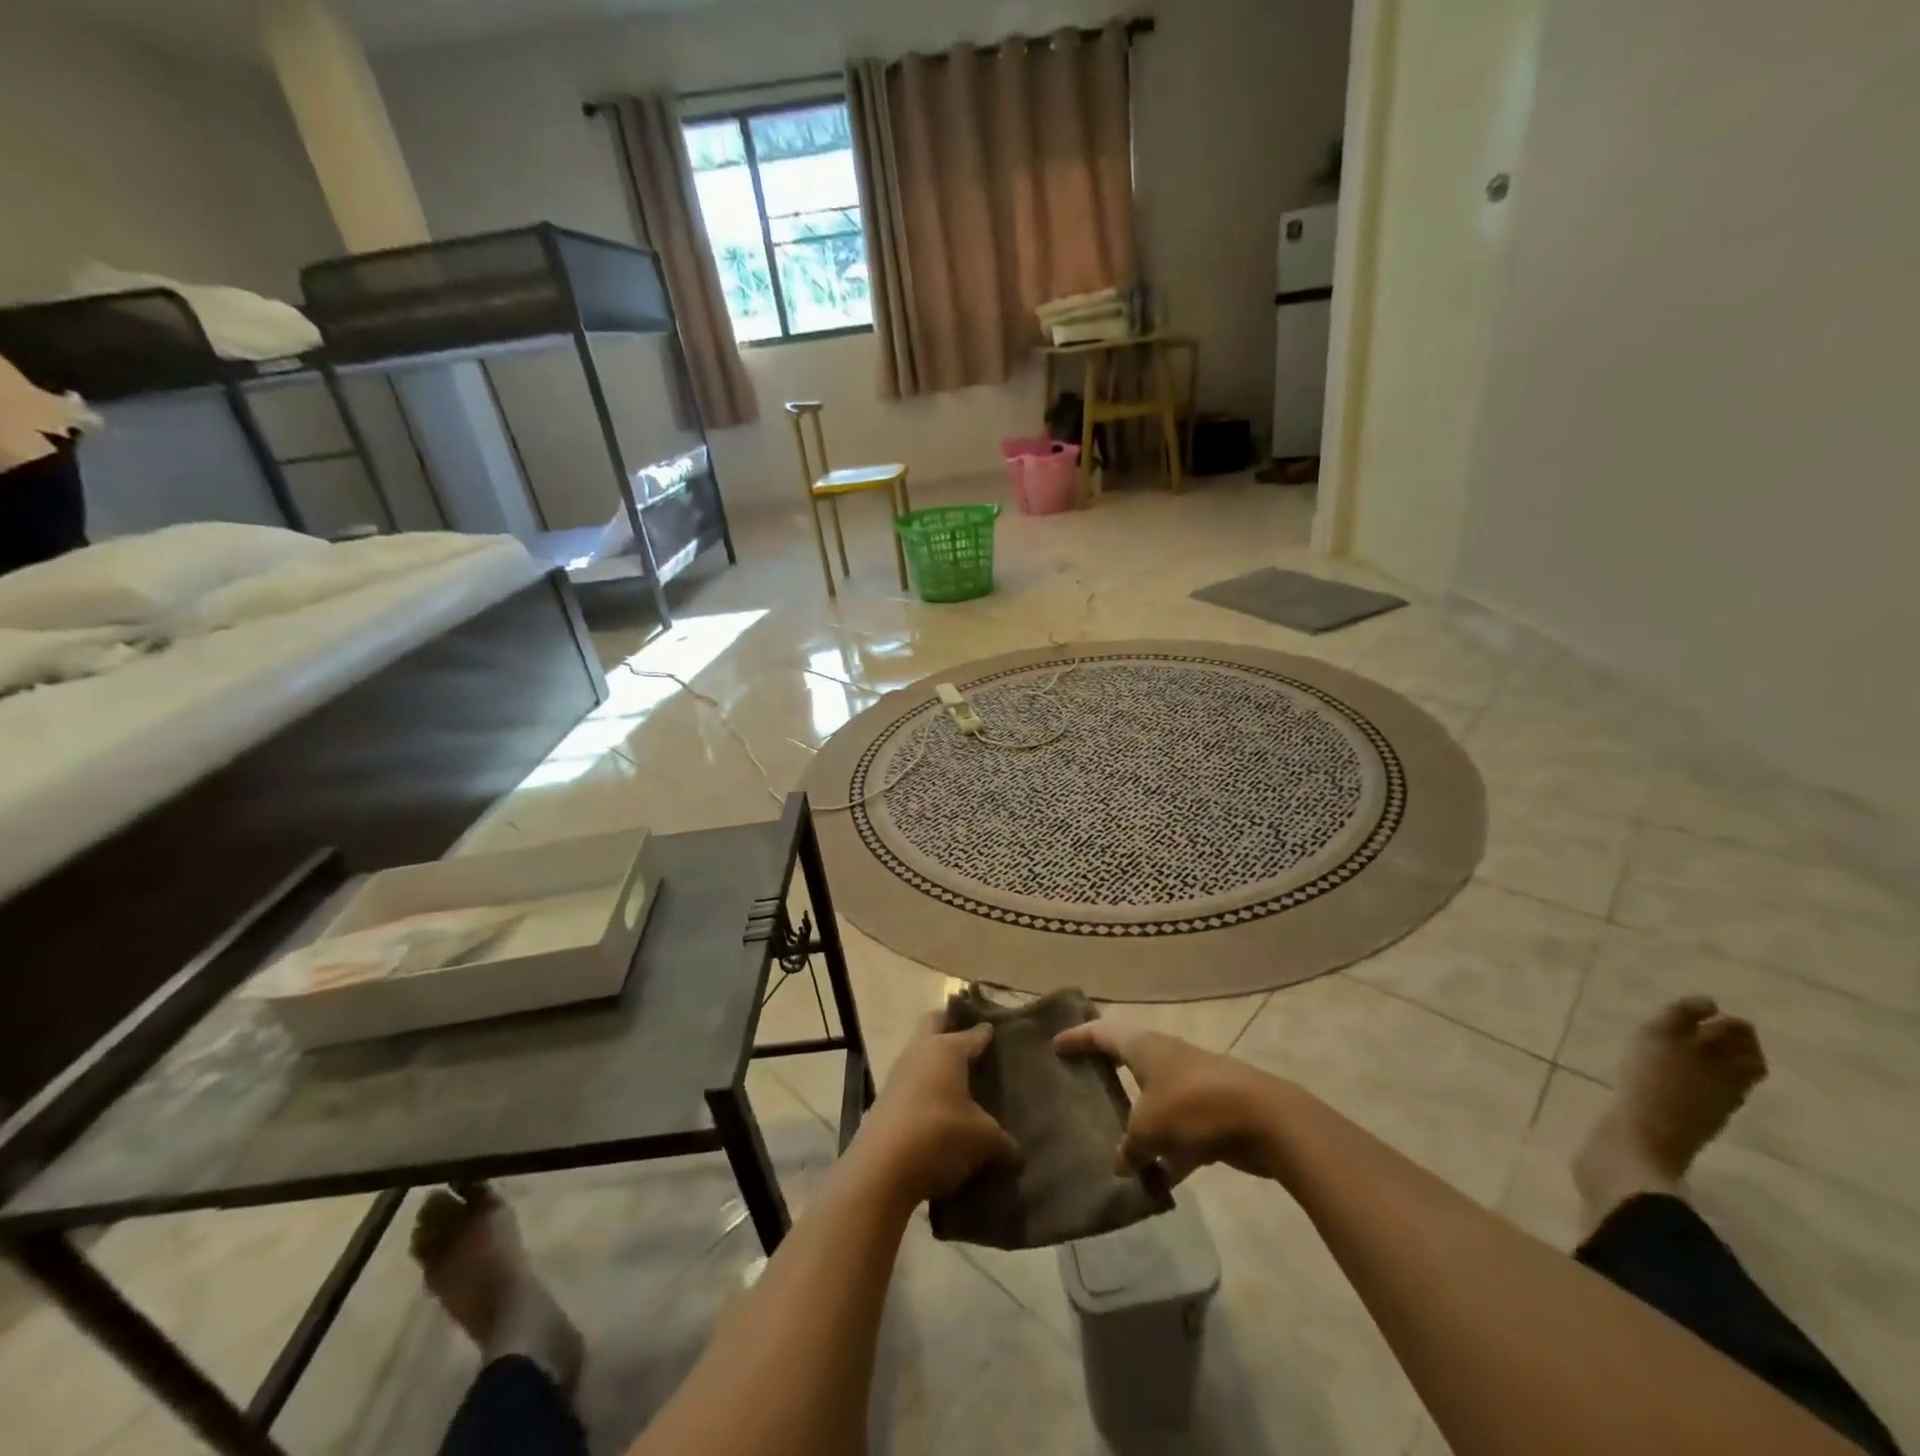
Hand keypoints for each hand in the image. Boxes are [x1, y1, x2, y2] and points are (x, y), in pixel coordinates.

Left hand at [850, 1015, 1021, 1208]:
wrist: (882, 1168)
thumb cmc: (940, 1134)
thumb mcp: (983, 1140)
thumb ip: (1003, 1141)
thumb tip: (1017, 1153)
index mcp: (947, 1049)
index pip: (972, 1033)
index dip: (985, 1033)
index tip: (994, 1031)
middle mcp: (920, 1051)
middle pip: (933, 1023)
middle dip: (949, 1026)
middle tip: (969, 1042)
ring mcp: (897, 1074)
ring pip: (918, 1054)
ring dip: (933, 1063)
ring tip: (956, 1083)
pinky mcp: (883, 1100)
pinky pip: (909, 1084)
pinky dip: (922, 1091)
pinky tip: (937, 1112)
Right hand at [1053, 1021, 1289, 1182]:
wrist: (1263, 1119)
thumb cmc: (1193, 1107)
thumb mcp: (1148, 1128)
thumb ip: (1129, 1146)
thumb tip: (1122, 1163)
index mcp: (1143, 1046)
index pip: (1101, 1033)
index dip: (1077, 1038)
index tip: (1055, 1045)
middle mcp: (1164, 1056)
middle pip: (1127, 1058)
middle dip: (1105, 1070)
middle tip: (1080, 1080)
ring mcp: (1190, 1083)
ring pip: (1153, 1098)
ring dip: (1136, 1119)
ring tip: (1111, 1140)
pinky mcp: (1211, 1113)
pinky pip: (1178, 1131)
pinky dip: (1166, 1152)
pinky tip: (1155, 1181)